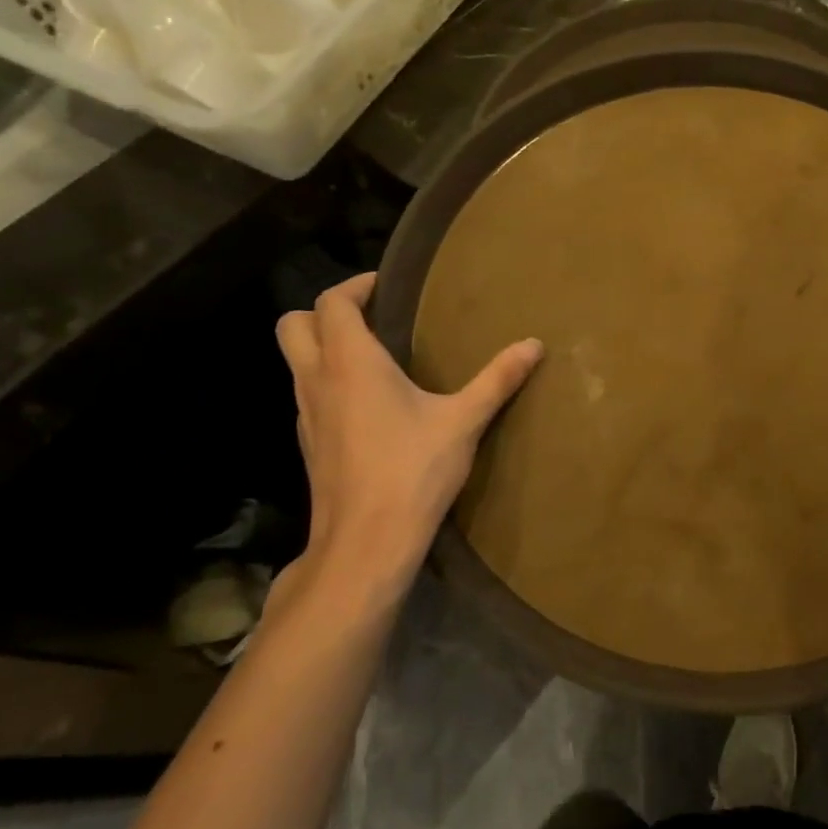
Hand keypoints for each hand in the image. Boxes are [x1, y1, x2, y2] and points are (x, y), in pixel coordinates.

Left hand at [275, 273, 542, 612]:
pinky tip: (369, 404)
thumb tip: (534, 345)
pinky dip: (328, 382)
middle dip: (324, 311)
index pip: (331, 303)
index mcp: (350, 363)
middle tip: (371, 315)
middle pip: (292, 324)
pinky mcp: (309, 444)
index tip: (386, 286)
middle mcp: (317, 380)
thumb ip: (498, 379)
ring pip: (295, 361)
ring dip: (324, 347)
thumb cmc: (413, 471)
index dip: (354, 286)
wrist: (365, 542)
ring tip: (375, 355)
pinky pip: (308, 394)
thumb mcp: (464, 421)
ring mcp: (306, 415)